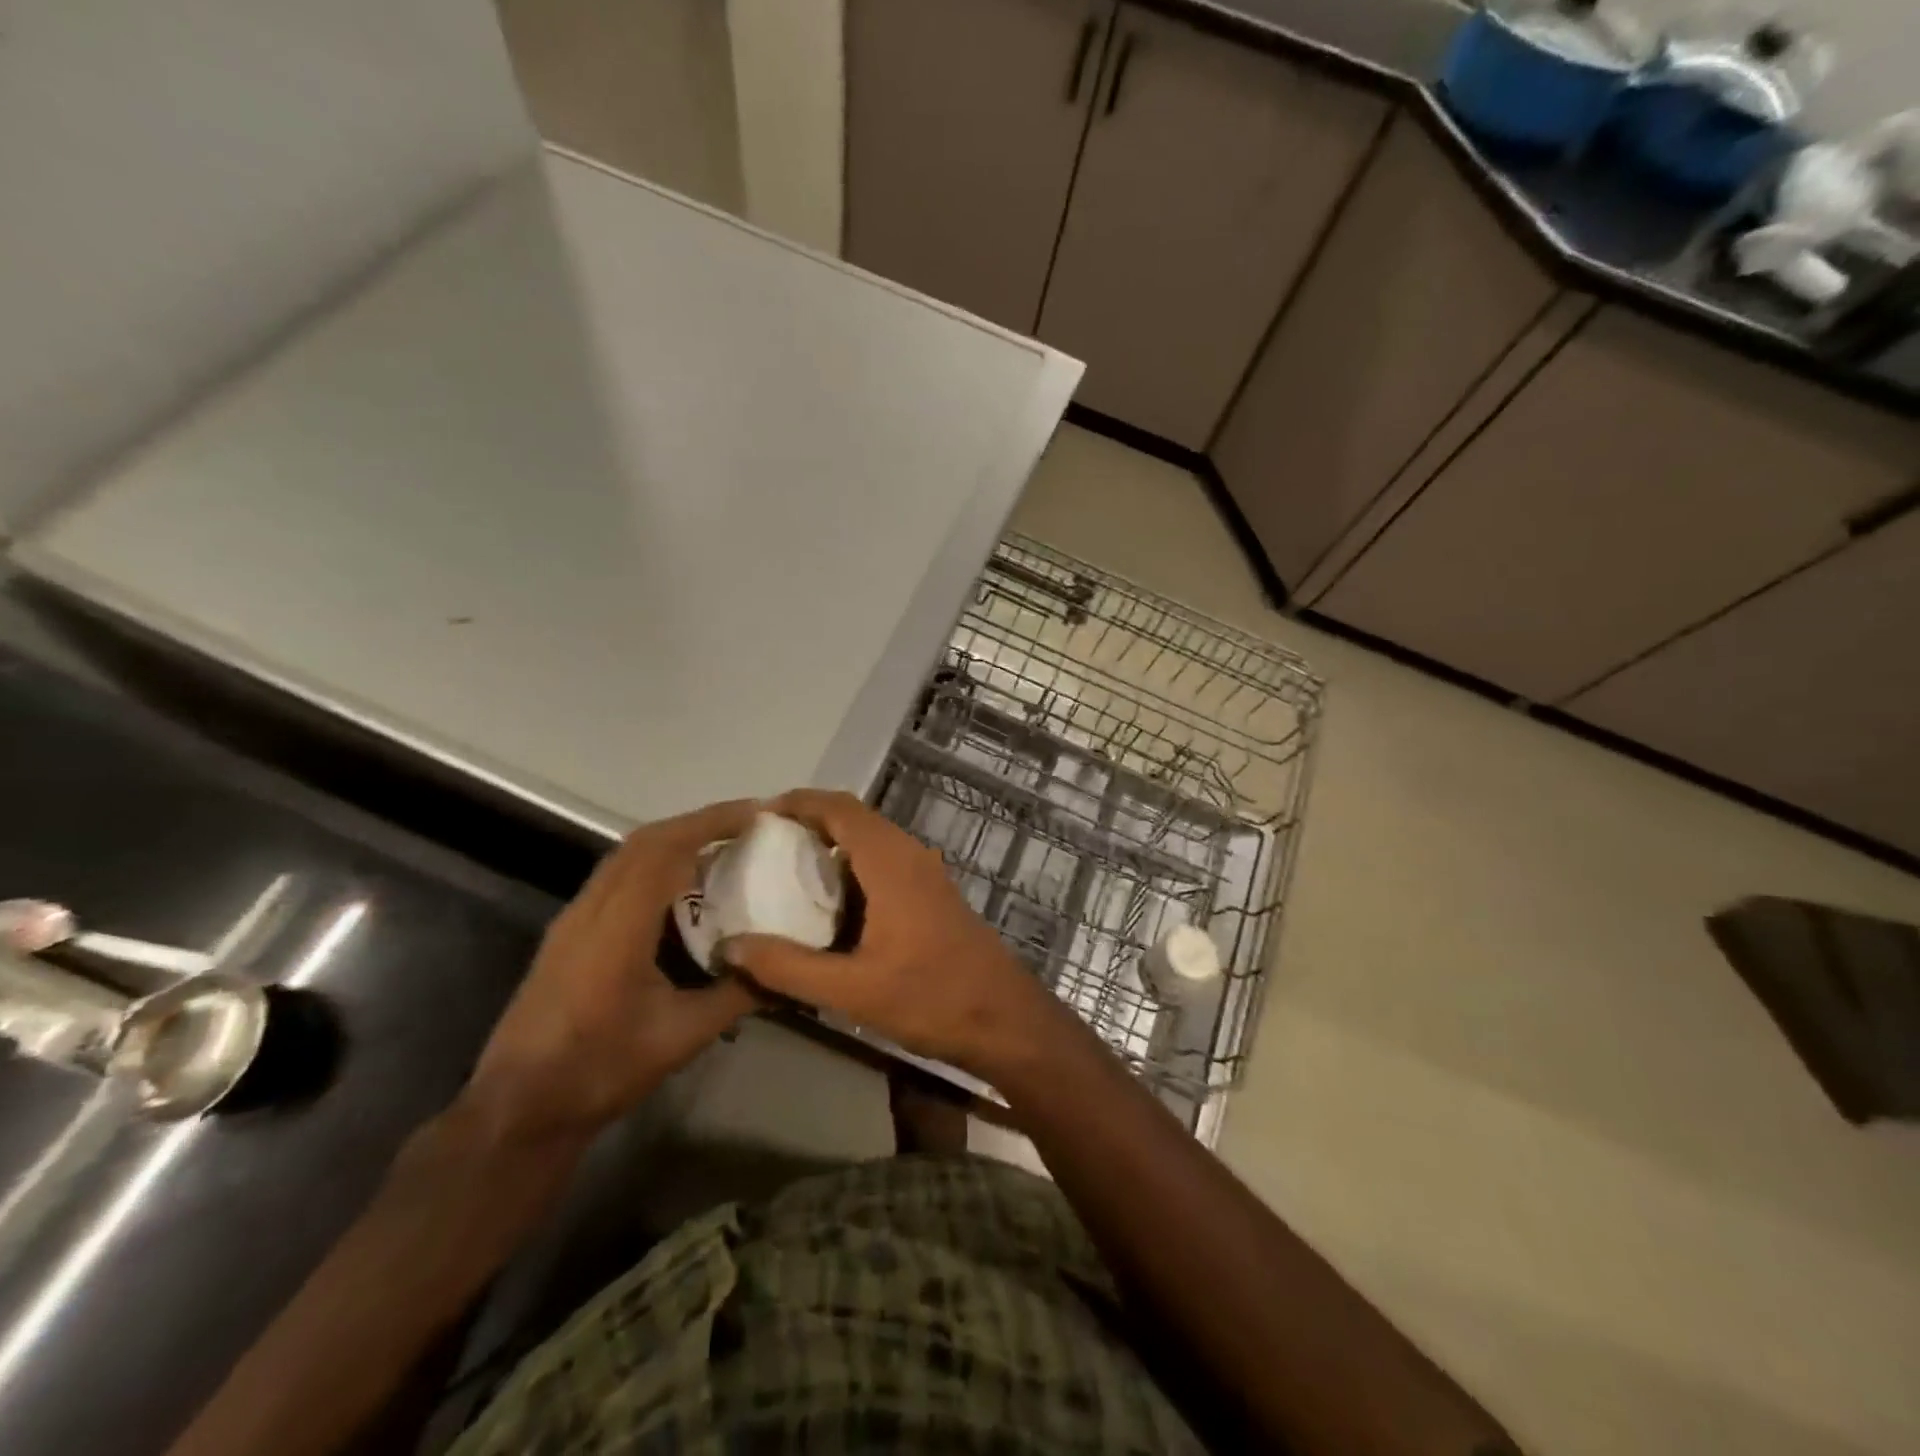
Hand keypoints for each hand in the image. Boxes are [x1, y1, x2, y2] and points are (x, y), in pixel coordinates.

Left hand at [466, 800, 760, 1136]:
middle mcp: (591, 909)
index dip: (712, 822)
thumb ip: (737, 995)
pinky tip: (681, 887)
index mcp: (618, 927)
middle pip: (645, 840)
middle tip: (747, 825)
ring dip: (674, 840)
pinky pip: (616, 876)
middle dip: (698, 822)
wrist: (518, 1109)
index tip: (756, 814)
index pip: (666, 849)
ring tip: (721, 848)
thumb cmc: (601, 1071)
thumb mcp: (682, 1036)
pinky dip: (654, 863)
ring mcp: (574, 919)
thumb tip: (787, 969)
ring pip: (626, 855)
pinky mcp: (568, 933)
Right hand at [724, 789, 1062, 1080]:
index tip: (757, 817)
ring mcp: (926, 873)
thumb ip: (789, 967)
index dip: (799, 802)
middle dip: (808, 822)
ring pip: (871, 840)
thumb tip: (731, 945)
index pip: (840, 808)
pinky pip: (884, 862)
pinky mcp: (932, 894)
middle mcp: (910, 855)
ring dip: (831, 844)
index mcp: (892, 863)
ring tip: (784, 870)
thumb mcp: (853, 990)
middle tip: (761, 846)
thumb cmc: (932, 999)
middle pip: (854, 818)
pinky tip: (827, 904)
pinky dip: (851, 866)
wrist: (1004, 1020)